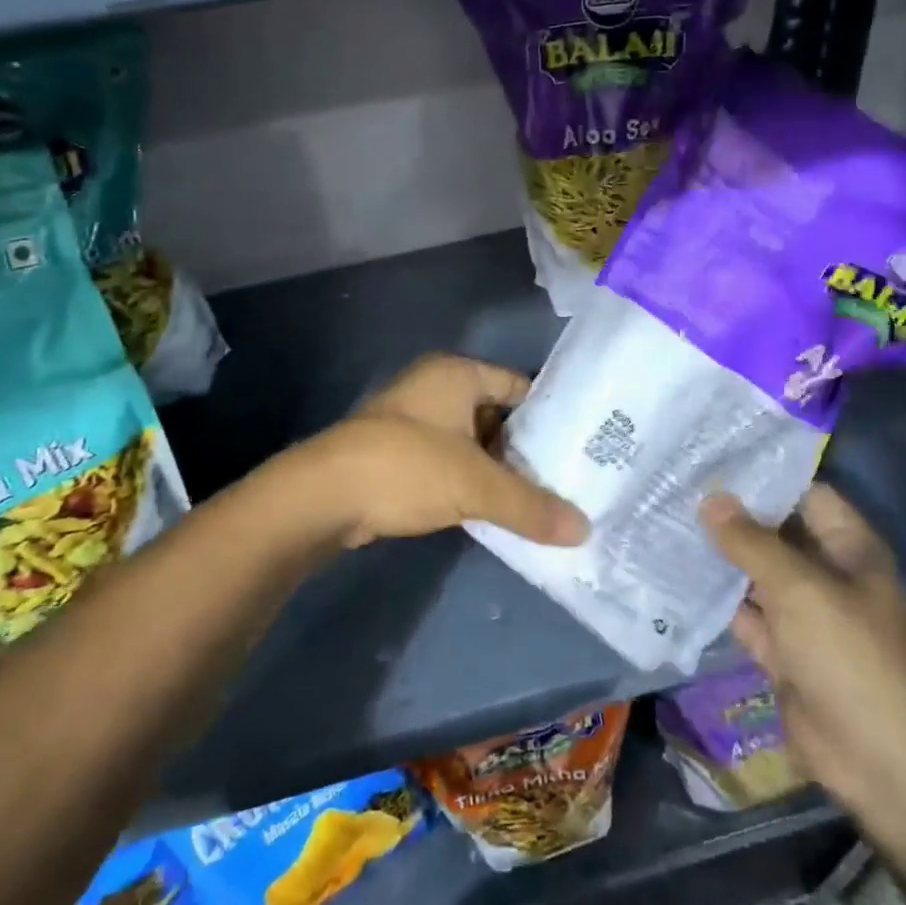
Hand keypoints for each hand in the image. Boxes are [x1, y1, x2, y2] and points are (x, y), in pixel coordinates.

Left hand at [284, 353, 588, 550]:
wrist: (321, 497)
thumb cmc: (407, 468)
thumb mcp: (476, 486)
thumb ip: (531, 506)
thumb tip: (584, 530)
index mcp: (457, 373)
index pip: (519, 385)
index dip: (550, 415)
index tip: (580, 446)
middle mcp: (436, 388)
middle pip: (497, 415)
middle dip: (526, 449)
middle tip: (566, 480)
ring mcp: (414, 420)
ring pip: (472, 442)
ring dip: (498, 470)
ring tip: (540, 501)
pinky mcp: (398, 453)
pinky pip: (449, 462)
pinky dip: (471, 483)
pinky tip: (496, 511)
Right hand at [704, 486, 905, 855]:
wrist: (878, 763)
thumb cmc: (850, 658)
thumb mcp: (800, 590)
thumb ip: (752, 542)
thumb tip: (710, 498)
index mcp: (847, 546)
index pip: (802, 491)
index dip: (761, 473)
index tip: (710, 453)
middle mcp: (825, 571)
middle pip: (773, 530)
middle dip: (730, 512)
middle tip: (674, 482)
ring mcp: (801, 611)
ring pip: (754, 570)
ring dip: (718, 553)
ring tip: (665, 517)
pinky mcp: (781, 647)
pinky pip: (743, 610)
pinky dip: (716, 597)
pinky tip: (674, 572)